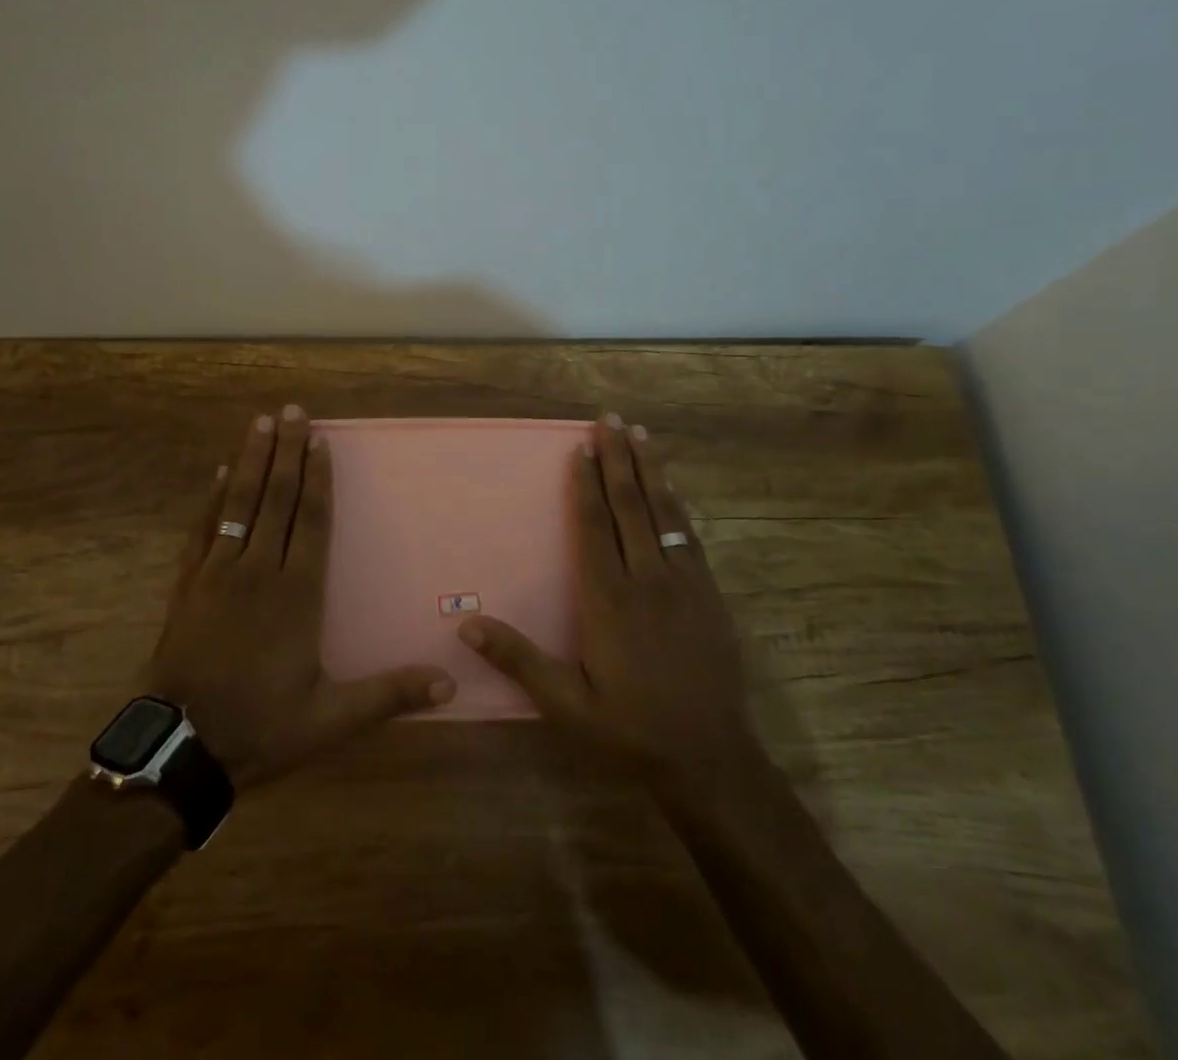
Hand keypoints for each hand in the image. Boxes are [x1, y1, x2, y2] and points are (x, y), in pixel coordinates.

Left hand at [146, 405, 455, 786]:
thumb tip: (449, 684)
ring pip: (239, 503)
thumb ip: (388, 694)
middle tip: (292, 411)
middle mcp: (259, 570)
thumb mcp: (331, 719)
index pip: (312, 521)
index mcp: (297, 593)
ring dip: (251, 461)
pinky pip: (202, 529)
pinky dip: (211, 499)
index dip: (318, 479)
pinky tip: (217, 473)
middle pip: (277, 498)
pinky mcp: (187, 583)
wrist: (181, 747)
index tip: (320, 442)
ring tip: (259, 424)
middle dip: (287, 452)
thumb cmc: (261, 726)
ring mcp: (218, 572)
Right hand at [459, 413, 762, 801]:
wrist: (711, 757)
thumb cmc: (629, 729)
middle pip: (630, 506)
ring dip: (651, 469)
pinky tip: (672, 487)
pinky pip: (689, 535)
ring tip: (641, 433)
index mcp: (610, 601)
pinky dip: (676, 504)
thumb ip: (519, 660)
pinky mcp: (709, 594)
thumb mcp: (566, 704)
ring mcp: (684, 584)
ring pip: (664, 512)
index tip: (579, 448)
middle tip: (609, 419)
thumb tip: (466, 626)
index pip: (594, 528)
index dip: (584, 485)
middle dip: (618, 459)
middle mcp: (648, 580)